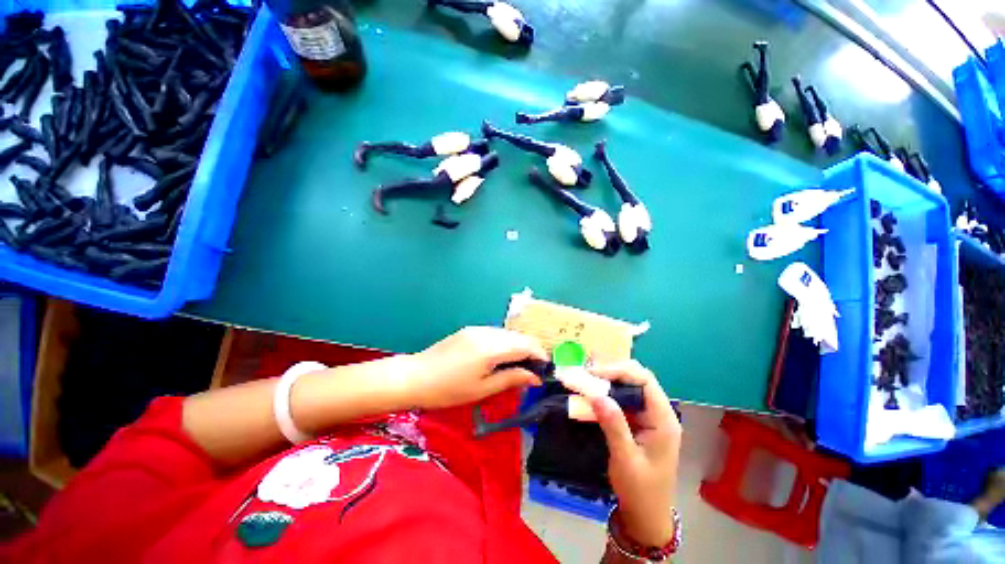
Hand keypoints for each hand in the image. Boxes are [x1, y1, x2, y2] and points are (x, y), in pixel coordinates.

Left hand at [406, 327, 547, 409]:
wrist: (415, 376)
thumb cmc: (449, 390)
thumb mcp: (483, 389)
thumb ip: (512, 379)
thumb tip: (536, 378)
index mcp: (492, 348)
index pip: (526, 345)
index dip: (540, 355)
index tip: (546, 369)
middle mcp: (487, 332)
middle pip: (519, 336)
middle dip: (532, 350)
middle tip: (534, 370)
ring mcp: (478, 329)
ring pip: (508, 333)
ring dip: (519, 346)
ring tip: (520, 365)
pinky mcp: (470, 330)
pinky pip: (496, 333)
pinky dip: (505, 343)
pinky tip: (501, 357)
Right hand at [590, 361, 681, 546]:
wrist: (646, 516)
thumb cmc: (640, 490)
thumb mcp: (625, 459)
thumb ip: (614, 425)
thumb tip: (597, 394)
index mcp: (663, 419)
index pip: (644, 380)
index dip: (619, 371)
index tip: (593, 374)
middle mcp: (658, 412)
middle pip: (637, 378)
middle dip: (611, 372)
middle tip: (586, 375)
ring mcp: (648, 416)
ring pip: (628, 386)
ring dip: (607, 381)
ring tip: (585, 380)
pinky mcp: (638, 421)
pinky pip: (622, 399)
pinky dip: (606, 393)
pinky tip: (591, 394)